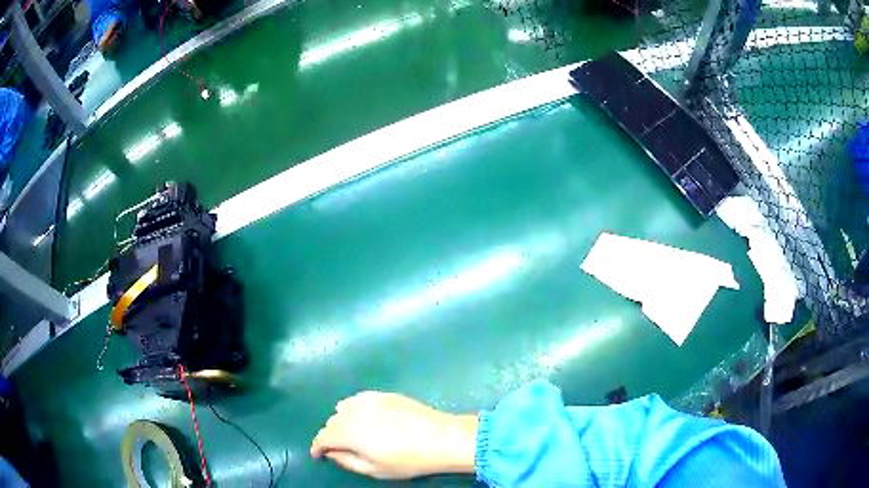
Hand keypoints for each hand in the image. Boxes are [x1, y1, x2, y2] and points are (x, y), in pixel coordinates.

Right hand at [310, 391, 477, 478]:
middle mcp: (353, 412)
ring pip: (343, 408)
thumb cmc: (407, 460)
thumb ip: (347, 461)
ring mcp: (369, 400)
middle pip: (332, 422)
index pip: (323, 437)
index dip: (317, 447)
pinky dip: (353, 409)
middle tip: (338, 449)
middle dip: (330, 435)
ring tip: (352, 434)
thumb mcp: (374, 469)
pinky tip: (364, 417)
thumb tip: (332, 453)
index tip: (317, 454)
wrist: (440, 438)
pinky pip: (358, 399)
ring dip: (341, 421)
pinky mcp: (383, 394)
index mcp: (349, 432)